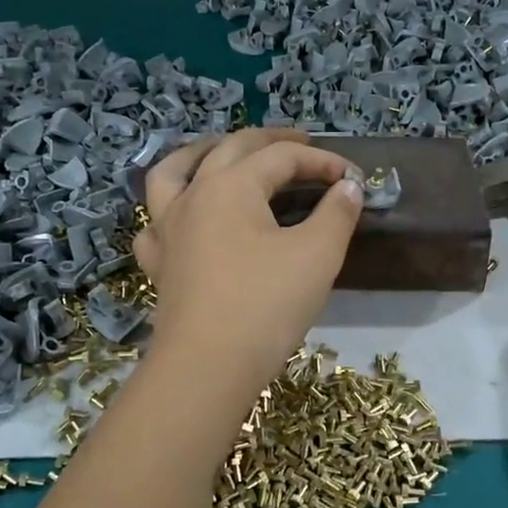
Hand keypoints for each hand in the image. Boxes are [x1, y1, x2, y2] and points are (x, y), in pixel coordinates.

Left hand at [134, 130, 364, 391]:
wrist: (207, 366)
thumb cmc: (266, 305)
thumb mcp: (317, 256)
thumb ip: (336, 214)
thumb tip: (348, 188)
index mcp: (231, 185)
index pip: (282, 157)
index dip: (322, 162)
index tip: (352, 179)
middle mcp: (193, 195)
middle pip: (230, 149)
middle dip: (269, 141)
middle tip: (300, 143)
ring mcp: (167, 228)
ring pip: (174, 172)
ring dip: (202, 152)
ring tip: (220, 150)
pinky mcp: (157, 263)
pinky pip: (155, 222)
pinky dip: (169, 209)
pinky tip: (181, 217)